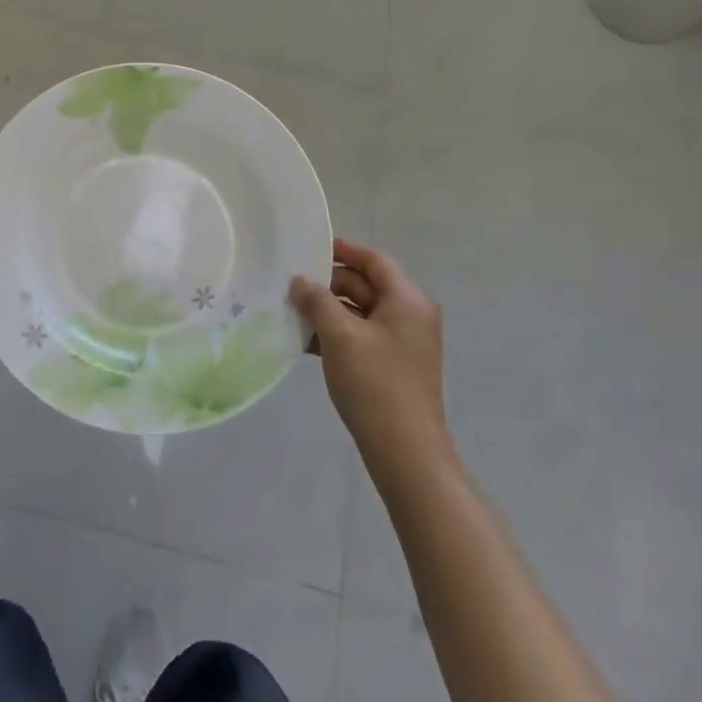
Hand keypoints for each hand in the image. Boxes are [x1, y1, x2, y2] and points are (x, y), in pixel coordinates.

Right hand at [291, 239, 451, 466]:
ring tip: (291, 312)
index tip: (310, 249)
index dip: (344, 250)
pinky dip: (335, 335)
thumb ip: (317, 301)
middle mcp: (410, 316)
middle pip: (365, 286)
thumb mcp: (340, 335)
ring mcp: (402, 344)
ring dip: (327, 311)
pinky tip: (304, 342)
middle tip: (291, 286)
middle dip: (328, 284)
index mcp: (407, 300)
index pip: (374, 261)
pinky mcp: (392, 367)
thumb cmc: (375, 383)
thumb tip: (300, 281)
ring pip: (360, 313)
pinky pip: (360, 337)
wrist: (405, 452)